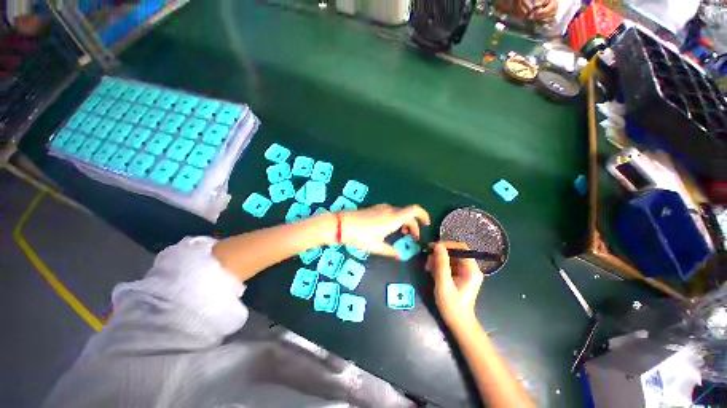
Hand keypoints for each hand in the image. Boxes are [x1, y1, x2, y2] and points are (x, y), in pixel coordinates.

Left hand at [340, 204, 430, 257]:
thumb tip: (399, 256)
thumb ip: (390, 251)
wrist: (343, 224)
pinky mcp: (375, 208)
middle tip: (413, 237)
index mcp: (394, 218)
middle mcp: (390, 210)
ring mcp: (381, 208)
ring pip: (399, 212)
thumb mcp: (376, 246)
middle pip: (408, 213)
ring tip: (402, 233)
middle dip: (413, 224)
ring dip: (404, 221)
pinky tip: (390, 228)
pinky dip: (396, 218)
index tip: (427, 224)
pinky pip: (391, 212)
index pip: (414, 210)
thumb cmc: (361, 236)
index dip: (423, 215)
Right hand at [425, 241, 483, 328]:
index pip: (461, 248)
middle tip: (427, 259)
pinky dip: (439, 265)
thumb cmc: (452, 305)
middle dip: (440, 254)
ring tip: (428, 267)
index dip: (446, 245)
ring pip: (450, 257)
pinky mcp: (460, 275)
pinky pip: (449, 264)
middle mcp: (471, 268)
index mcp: (471, 270)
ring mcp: (466, 272)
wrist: (458, 322)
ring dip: (438, 259)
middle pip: (455, 252)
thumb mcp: (444, 284)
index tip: (432, 247)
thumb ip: (441, 264)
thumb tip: (438, 245)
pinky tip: (432, 271)